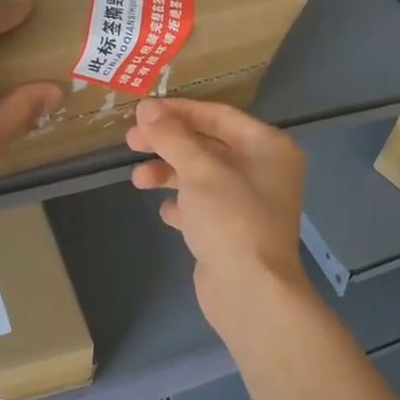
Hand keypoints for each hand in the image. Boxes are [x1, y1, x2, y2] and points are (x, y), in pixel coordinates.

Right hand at [126, 98, 311, 331]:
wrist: (250, 290)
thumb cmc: (230, 219)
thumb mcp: (198, 170)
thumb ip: (171, 136)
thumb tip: (146, 109)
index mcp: (268, 147)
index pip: (218, 116)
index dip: (178, 111)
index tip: (142, 112)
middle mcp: (264, 171)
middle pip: (208, 145)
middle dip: (169, 144)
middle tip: (131, 141)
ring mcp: (249, 204)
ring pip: (202, 177)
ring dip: (169, 174)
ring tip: (138, 181)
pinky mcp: (234, 232)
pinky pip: (203, 208)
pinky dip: (183, 206)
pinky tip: (166, 213)